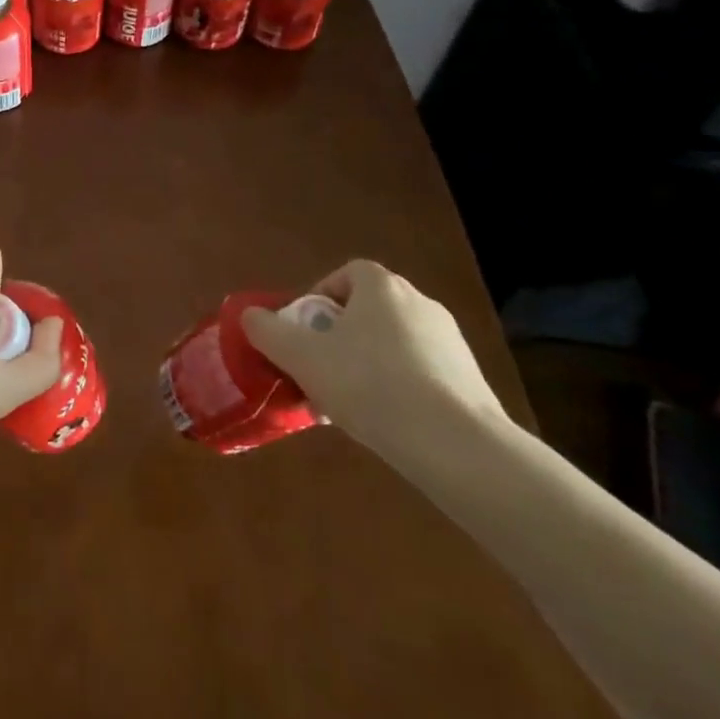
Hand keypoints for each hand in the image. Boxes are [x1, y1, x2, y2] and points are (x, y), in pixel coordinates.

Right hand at [240, 259, 507, 461]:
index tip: (304, 330)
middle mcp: (420, 304)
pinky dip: (396, 388)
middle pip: (367, 310)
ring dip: (364, 364)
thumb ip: (268, 332)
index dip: (319, 296)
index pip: (347, 273)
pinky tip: (382, 422)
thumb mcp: (302, 357)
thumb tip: (249, 316)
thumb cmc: (370, 385)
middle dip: (337, 336)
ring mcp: (450, 342)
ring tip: (344, 404)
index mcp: (382, 288)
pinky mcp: (469, 380)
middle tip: (317, 369)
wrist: (457, 445)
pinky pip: (418, 372)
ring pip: (391, 344)